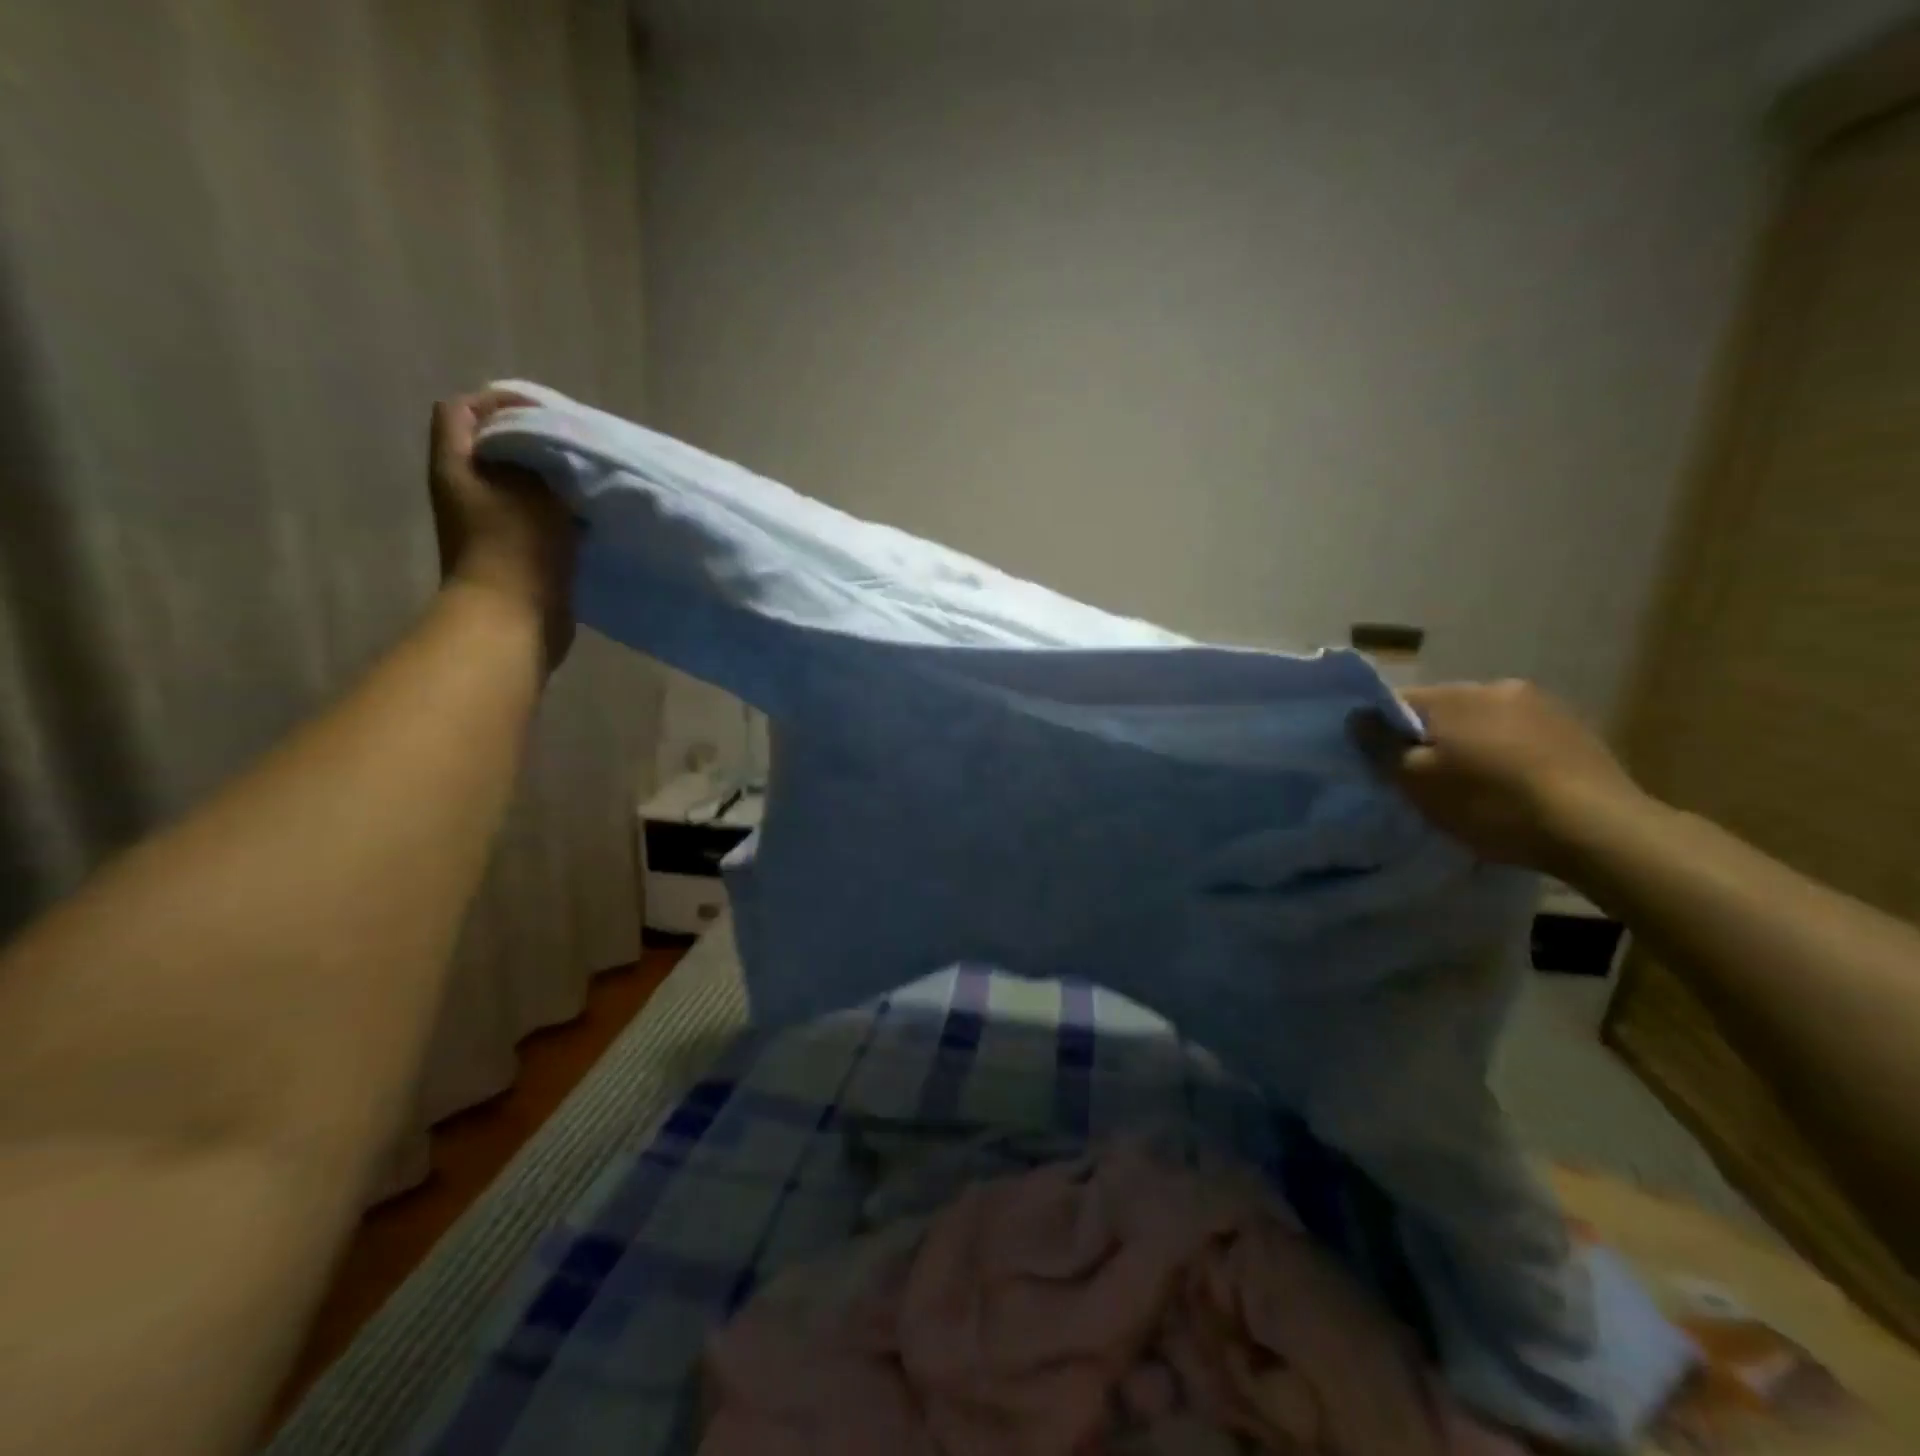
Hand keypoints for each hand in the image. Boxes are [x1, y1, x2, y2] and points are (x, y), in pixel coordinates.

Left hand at [428, 389, 574, 669]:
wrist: (513, 620)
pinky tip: (587, 517)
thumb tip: (553, 440)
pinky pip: (536, 518)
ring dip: (551, 481)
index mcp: (455, 466)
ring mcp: (488, 525)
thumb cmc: (518, 547)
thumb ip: (541, 454)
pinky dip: (559, 513)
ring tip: (586, 479)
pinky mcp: (513, 552)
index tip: (547, 414)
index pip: (462, 410)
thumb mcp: (533, 488)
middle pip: (494, 447)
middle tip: (575, 445)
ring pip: (519, 484)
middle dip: (534, 441)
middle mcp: (464, 491)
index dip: (500, 402)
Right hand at [1349, 679, 1649, 873]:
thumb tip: (1355, 716)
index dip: (1384, 734)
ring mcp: (1543, 705)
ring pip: (1484, 723)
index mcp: (1454, 695)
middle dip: (1431, 739)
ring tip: (1476, 787)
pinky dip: (1508, 756)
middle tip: (1429, 782)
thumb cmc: (1491, 804)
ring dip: (1473, 746)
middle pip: (1443, 711)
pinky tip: (1514, 788)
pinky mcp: (1576, 730)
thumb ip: (1380, 746)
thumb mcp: (1417, 782)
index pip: (1397, 702)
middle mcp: (1496, 686)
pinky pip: (1520, 736)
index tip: (1386, 767)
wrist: (1598, 829)